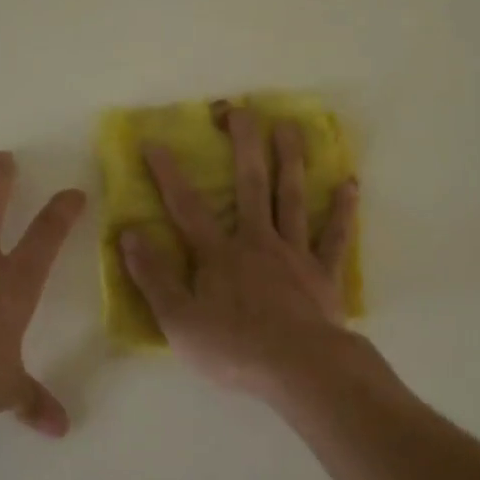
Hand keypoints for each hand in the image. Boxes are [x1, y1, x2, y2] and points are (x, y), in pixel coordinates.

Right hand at [119, 105, 358, 398]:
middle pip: (250, 185)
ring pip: (292, 198)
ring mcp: (294, 254)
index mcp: (219, 254)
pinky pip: (334, 237)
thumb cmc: (233, 348)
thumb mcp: (178, 320)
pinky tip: (350, 183)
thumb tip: (129, 233)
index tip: (155, 142)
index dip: (168, 174)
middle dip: (244, 144)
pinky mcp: (323, 274)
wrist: (299, 370)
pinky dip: (343, 210)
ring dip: (290, 160)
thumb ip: (153, 276)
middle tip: (240, 110)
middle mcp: (257, 242)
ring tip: (290, 127)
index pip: (186, 207)